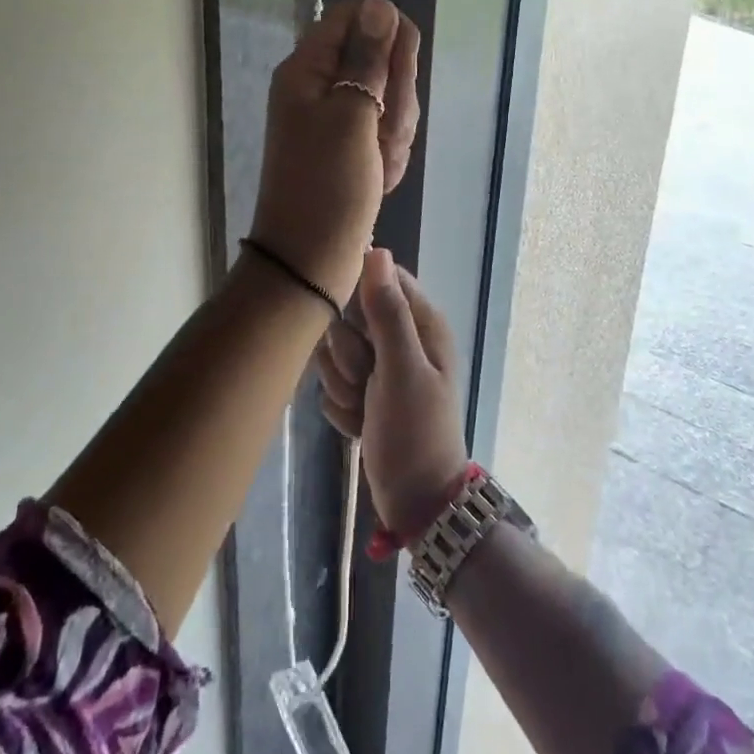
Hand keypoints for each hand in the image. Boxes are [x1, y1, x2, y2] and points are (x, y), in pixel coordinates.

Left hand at [248, 0, 419, 304]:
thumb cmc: (328, 187)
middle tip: (386, 132)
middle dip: (397, 95)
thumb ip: (368, 58)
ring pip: (389, 97)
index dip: (387, 34)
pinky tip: (382, 177)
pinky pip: (385, 130)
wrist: (310, 261)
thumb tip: (379, 4)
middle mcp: (319, 85)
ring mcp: (336, 117)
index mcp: (307, 68)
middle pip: (378, 57)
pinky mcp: (351, 145)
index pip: (354, 15)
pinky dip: (390, 152)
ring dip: (396, 130)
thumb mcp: (352, 116)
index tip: (401, 70)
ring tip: (381, 162)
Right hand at [316, 249, 470, 537]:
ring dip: (342, 385)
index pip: (378, 277)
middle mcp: (400, 338)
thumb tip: (376, 251)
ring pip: (333, 352)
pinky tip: (361, 424)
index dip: (357, 299)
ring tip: (365, 407)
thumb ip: (387, 312)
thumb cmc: (416, 433)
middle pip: (347, 317)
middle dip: (347, 355)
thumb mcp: (402, 370)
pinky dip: (342, 407)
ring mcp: (380, 367)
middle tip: (367, 381)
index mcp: (421, 323)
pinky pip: (331, 384)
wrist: (416, 503)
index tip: (353, 327)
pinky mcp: (363, 392)